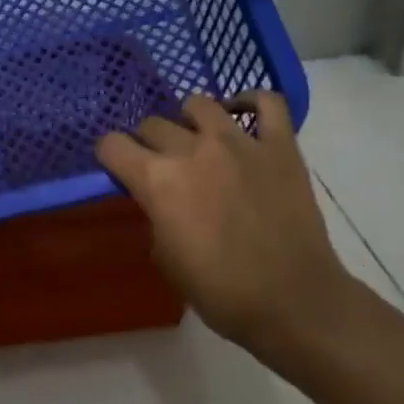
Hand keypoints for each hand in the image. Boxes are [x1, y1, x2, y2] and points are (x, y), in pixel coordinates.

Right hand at [95, 92, 354, 363]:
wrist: (294, 302)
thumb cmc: (221, 292)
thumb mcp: (166, 259)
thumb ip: (155, 217)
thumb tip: (161, 201)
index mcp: (157, 181)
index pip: (112, 145)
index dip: (109, 156)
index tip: (117, 168)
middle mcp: (192, 149)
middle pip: (152, 123)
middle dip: (147, 142)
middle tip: (160, 165)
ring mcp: (239, 142)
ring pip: (200, 104)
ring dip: (189, 121)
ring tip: (197, 139)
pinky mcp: (280, 145)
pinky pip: (268, 102)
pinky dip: (251, 101)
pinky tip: (242, 114)